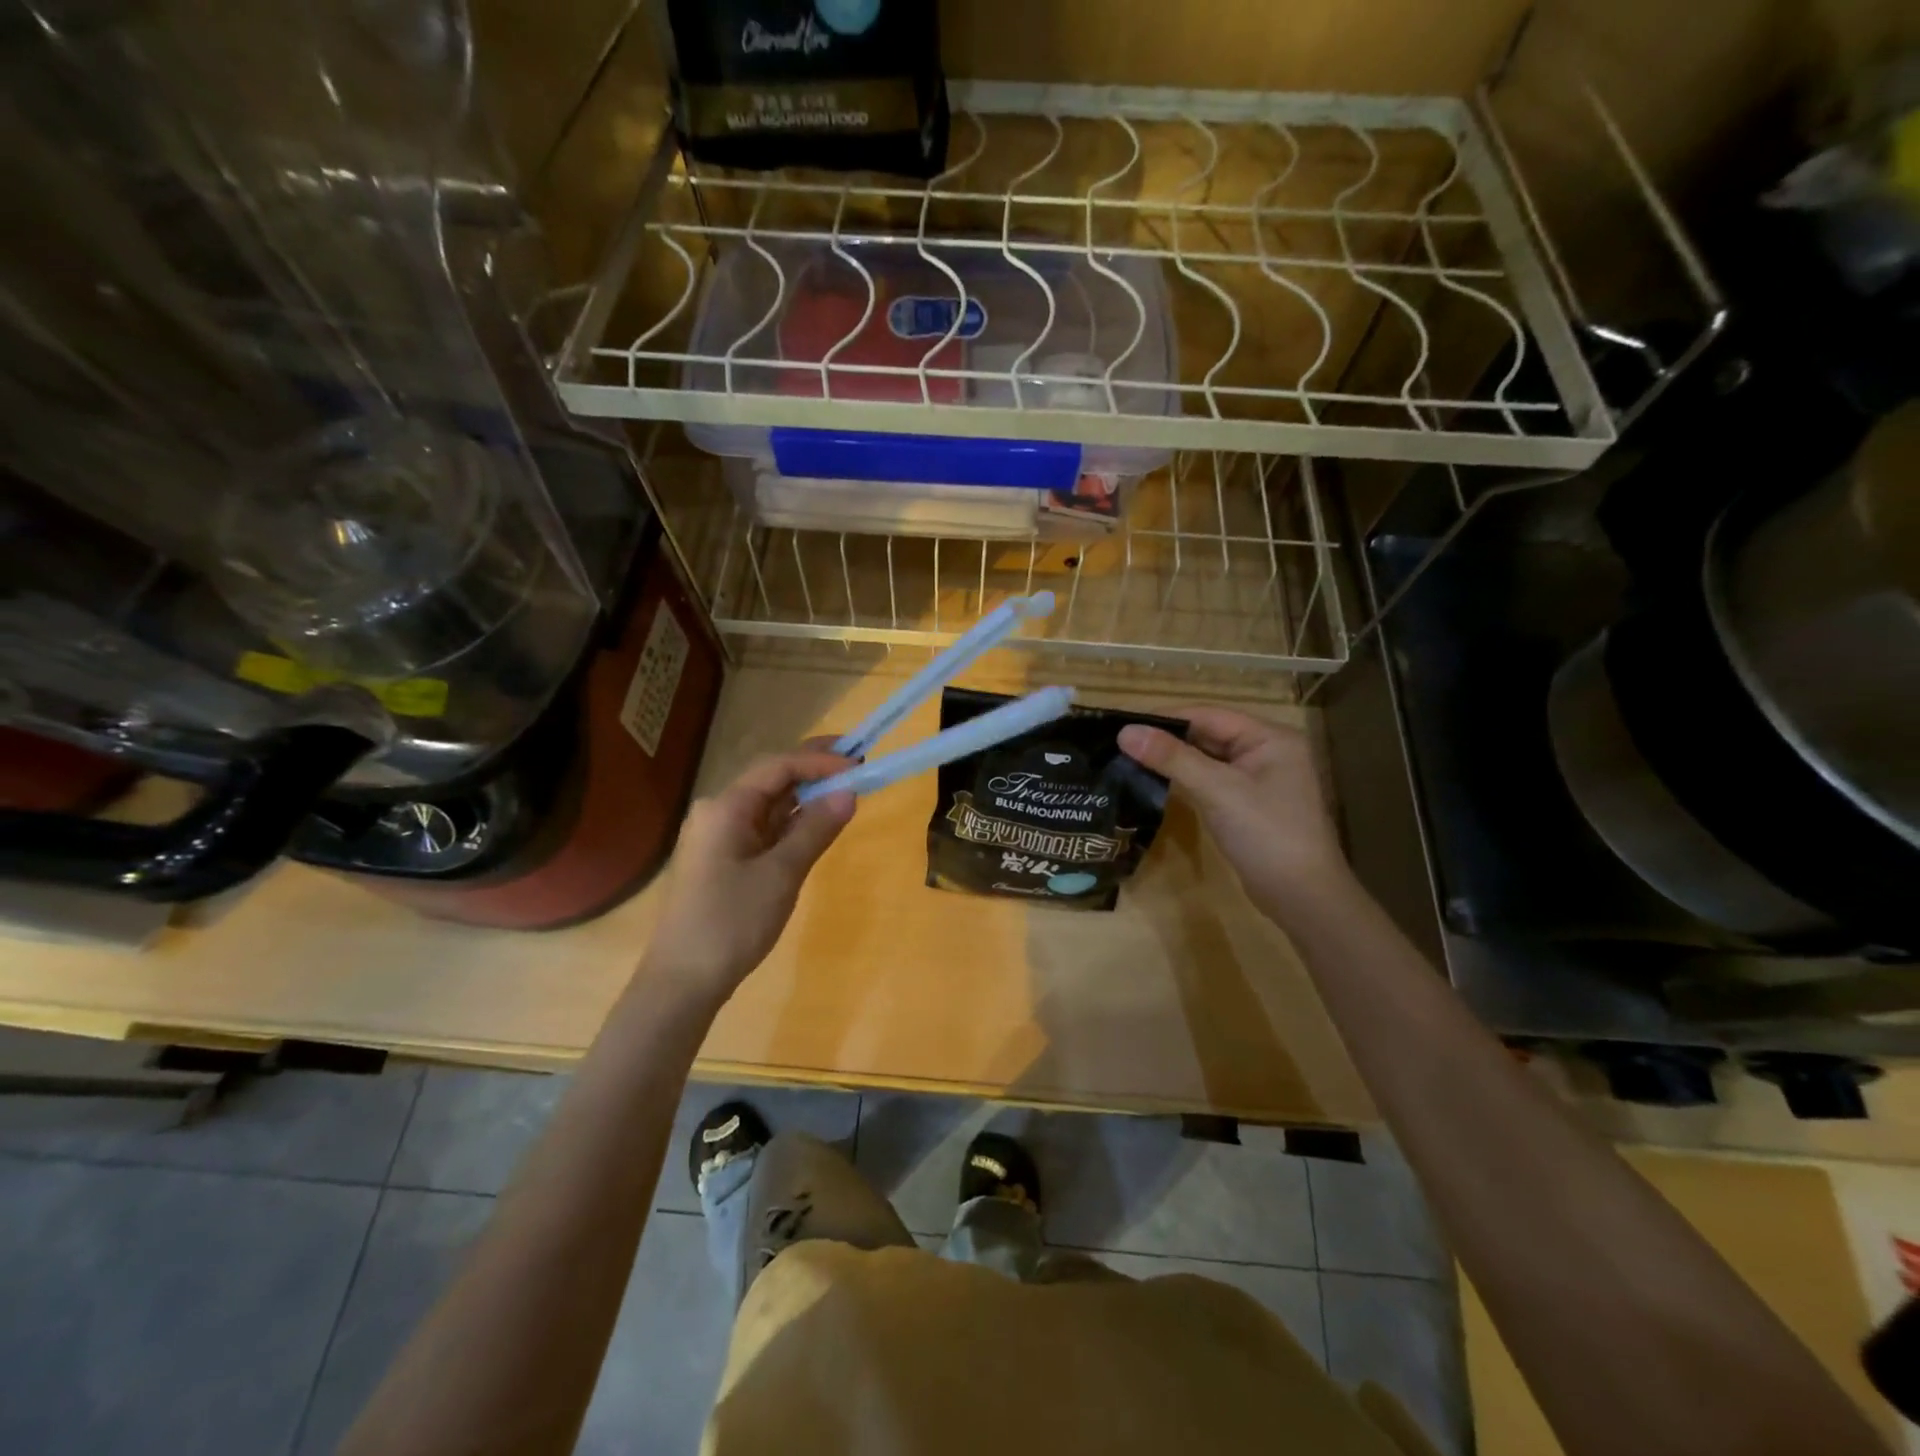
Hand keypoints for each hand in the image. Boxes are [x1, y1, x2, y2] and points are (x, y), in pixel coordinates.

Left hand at [644, 747, 855, 998]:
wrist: (683, 982)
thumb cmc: (732, 922)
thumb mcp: (781, 874)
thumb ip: (816, 829)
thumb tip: (848, 793)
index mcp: (725, 807)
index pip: (778, 766)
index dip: (819, 761)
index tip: (857, 763)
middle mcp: (718, 813)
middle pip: (771, 780)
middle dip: (813, 770)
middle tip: (855, 760)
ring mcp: (719, 837)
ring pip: (769, 806)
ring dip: (805, 797)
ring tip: (845, 789)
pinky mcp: (724, 860)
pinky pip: (764, 829)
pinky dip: (793, 824)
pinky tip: (818, 823)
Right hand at [1118, 708, 1350, 922]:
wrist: (1303, 898)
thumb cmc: (1266, 834)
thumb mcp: (1217, 790)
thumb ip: (1172, 758)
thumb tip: (1125, 732)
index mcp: (1269, 737)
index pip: (1208, 714)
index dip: (1164, 718)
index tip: (1122, 724)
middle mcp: (1267, 750)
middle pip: (1208, 734)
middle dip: (1166, 739)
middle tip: (1119, 743)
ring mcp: (1259, 779)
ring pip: (1207, 759)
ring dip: (1173, 760)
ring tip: (1128, 759)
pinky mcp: (1248, 804)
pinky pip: (1211, 781)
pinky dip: (1185, 779)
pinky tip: (1156, 782)